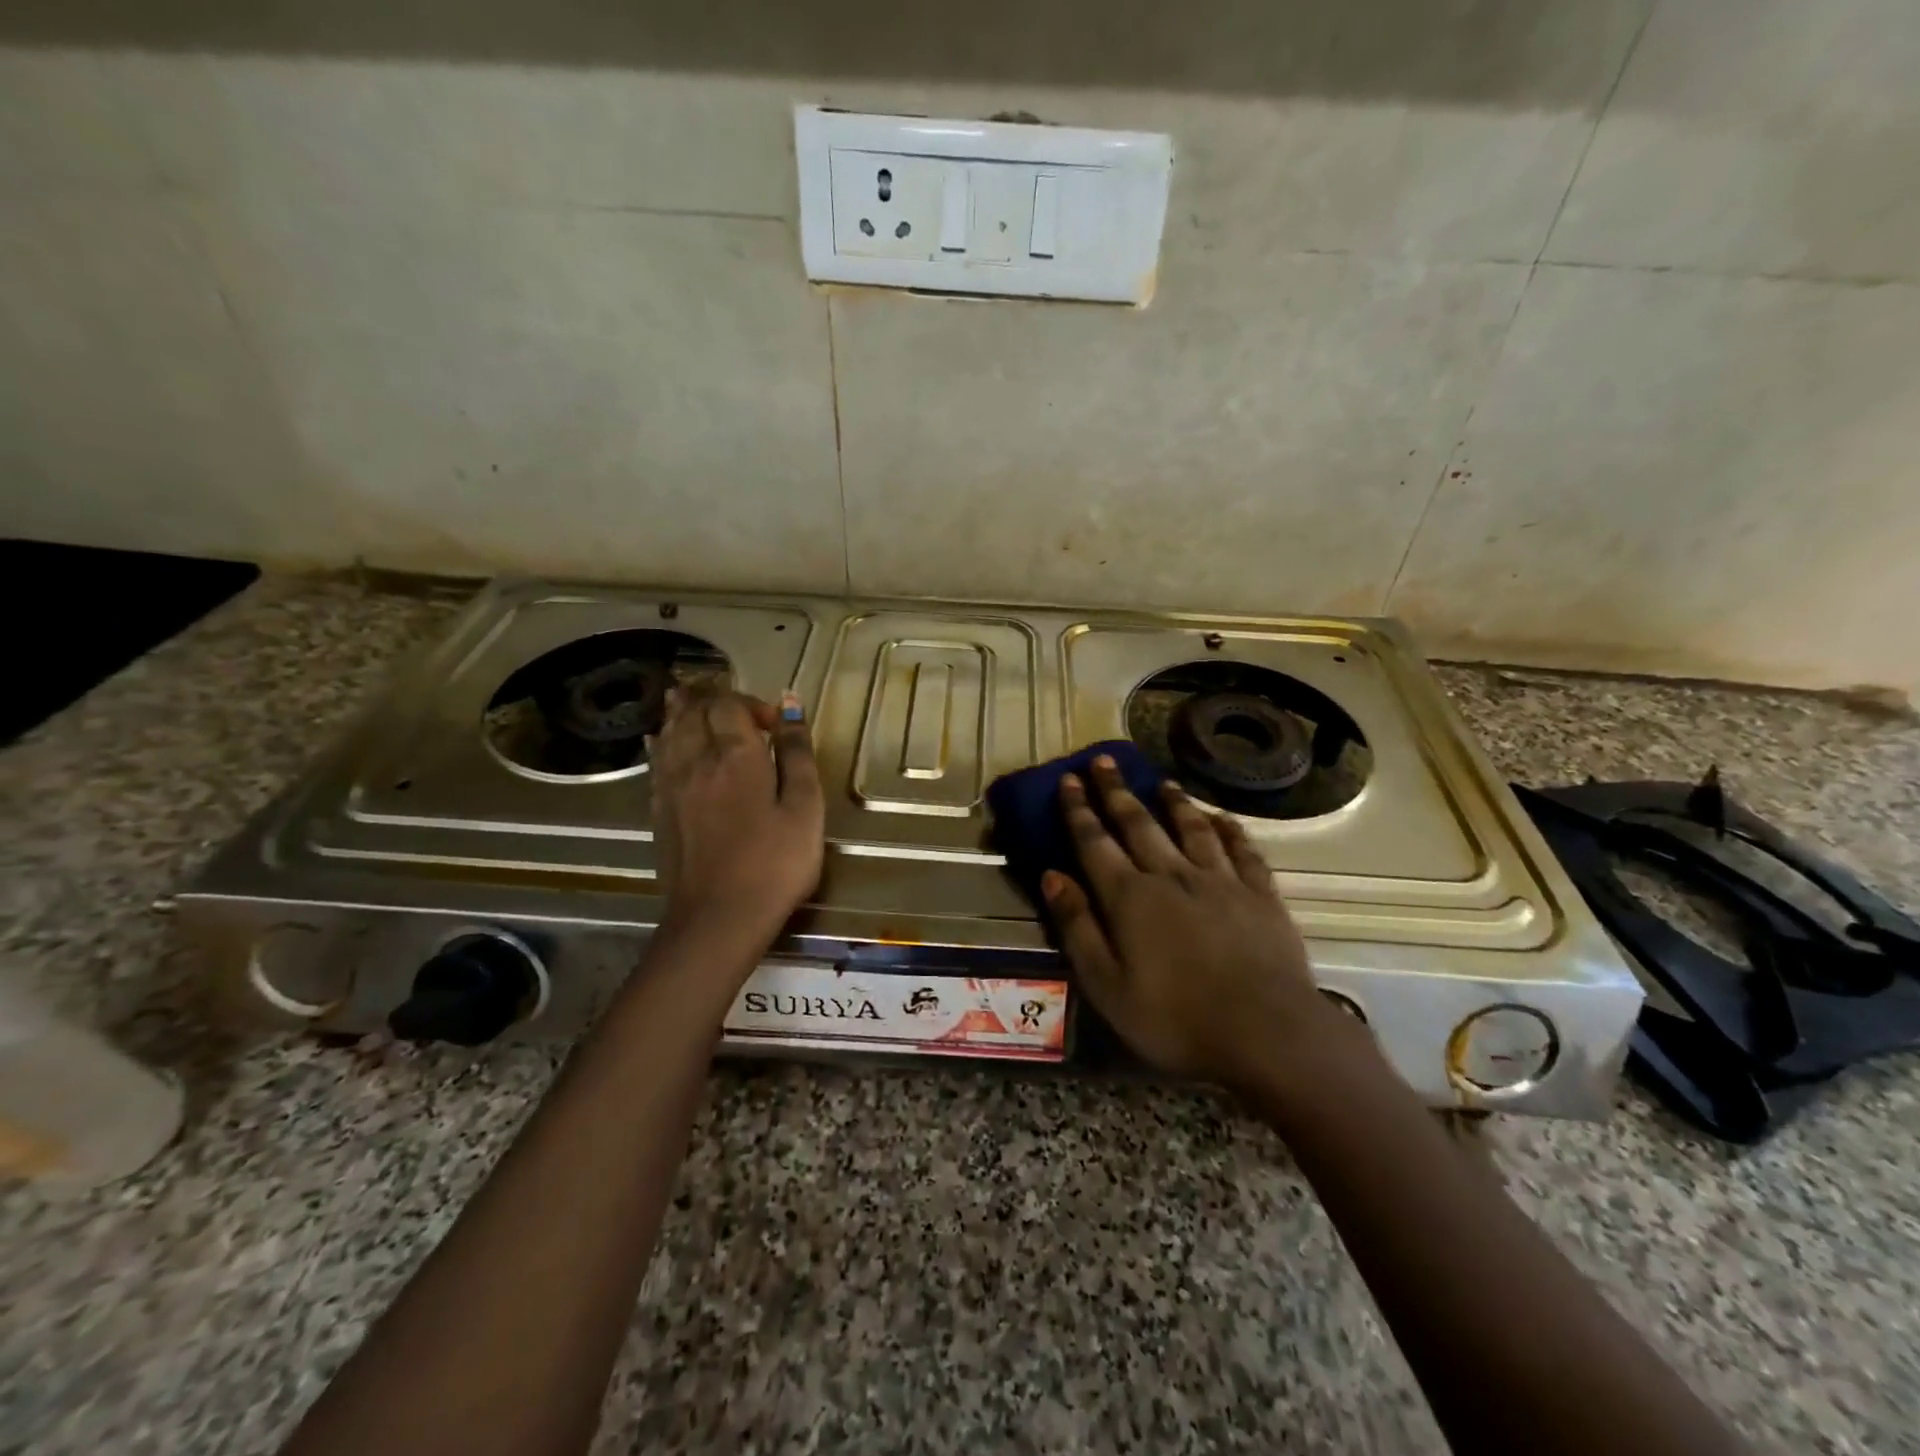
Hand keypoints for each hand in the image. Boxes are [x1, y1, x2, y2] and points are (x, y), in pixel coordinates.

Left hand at [648, 686, 824, 952]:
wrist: (718, 918)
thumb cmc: (775, 863)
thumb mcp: (805, 807)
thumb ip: (797, 753)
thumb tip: (789, 703)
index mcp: (736, 755)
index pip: (730, 704)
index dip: (752, 703)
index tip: (776, 726)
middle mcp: (696, 760)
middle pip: (695, 710)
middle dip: (716, 699)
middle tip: (738, 709)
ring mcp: (670, 785)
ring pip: (670, 730)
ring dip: (685, 712)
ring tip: (696, 702)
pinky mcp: (658, 809)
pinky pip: (657, 758)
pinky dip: (665, 739)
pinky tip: (667, 739)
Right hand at [1042, 755, 1344, 1090]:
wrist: (1267, 1034)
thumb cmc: (1175, 1019)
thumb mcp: (1106, 985)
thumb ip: (1078, 927)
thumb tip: (1052, 876)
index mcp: (1130, 898)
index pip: (1095, 842)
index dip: (1079, 810)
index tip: (1070, 779)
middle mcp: (1172, 876)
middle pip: (1139, 824)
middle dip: (1117, 792)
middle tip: (1104, 761)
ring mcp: (1221, 882)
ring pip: (1191, 829)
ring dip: (1173, 802)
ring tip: (1162, 781)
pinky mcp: (1261, 895)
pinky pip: (1243, 851)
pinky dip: (1229, 830)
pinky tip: (1222, 819)